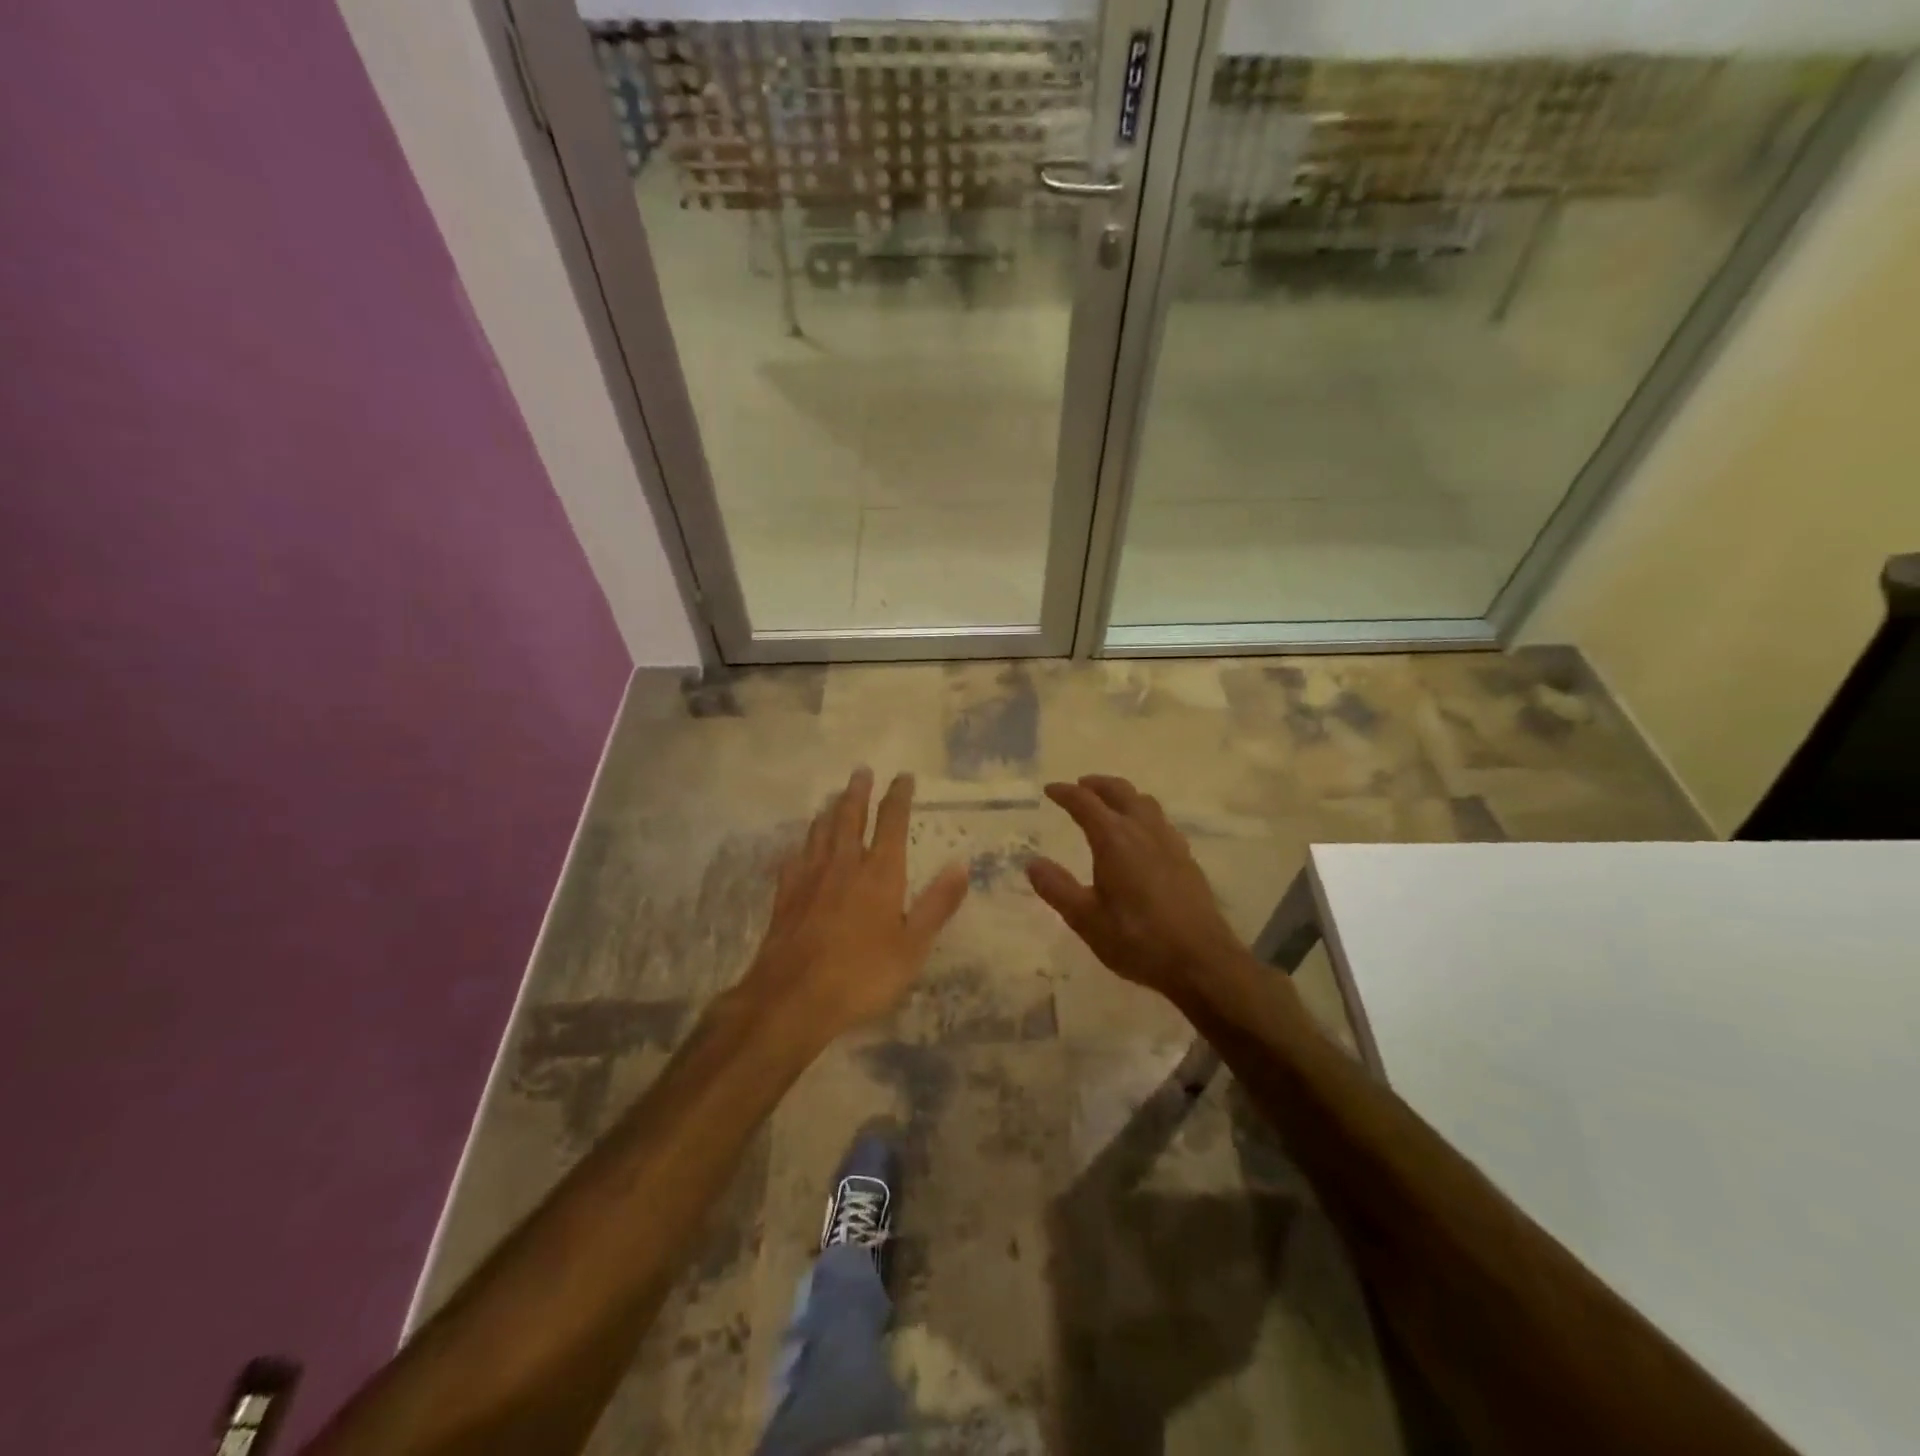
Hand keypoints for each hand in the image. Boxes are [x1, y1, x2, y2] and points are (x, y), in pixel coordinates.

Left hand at [744, 768, 968, 1047]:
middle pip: (849, 818)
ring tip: (832, 797)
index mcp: (879, 873)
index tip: (903, 776)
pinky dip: (802, 845)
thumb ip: (937, 903)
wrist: (793, 998)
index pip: (891, 822)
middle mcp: (843, 865)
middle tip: (860, 771)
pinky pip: (795, 859)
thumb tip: (961, 863)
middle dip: (857, 793)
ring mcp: (810, 878)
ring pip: (820, 833)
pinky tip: (800, 846)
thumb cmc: (863, 974)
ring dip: (829, 811)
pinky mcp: (786, 896)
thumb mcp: (913, 945)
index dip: (898, 796)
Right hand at [1028, 775, 1249, 1004]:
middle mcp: (1143, 830)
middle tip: (1080, 786)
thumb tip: (1032, 863)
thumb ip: (1057, 888)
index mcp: (1114, 839)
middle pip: (1120, 792)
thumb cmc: (1137, 939)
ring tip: (1110, 805)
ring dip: (1123, 796)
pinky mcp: (1186, 858)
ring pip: (1144, 803)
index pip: (1085, 803)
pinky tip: (1141, 836)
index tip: (1050, 789)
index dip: (1065, 793)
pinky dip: (1142, 814)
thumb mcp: (1086, 919)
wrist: (1201, 960)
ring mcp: (1169, 842)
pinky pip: (1160, 821)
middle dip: (1097, 785)